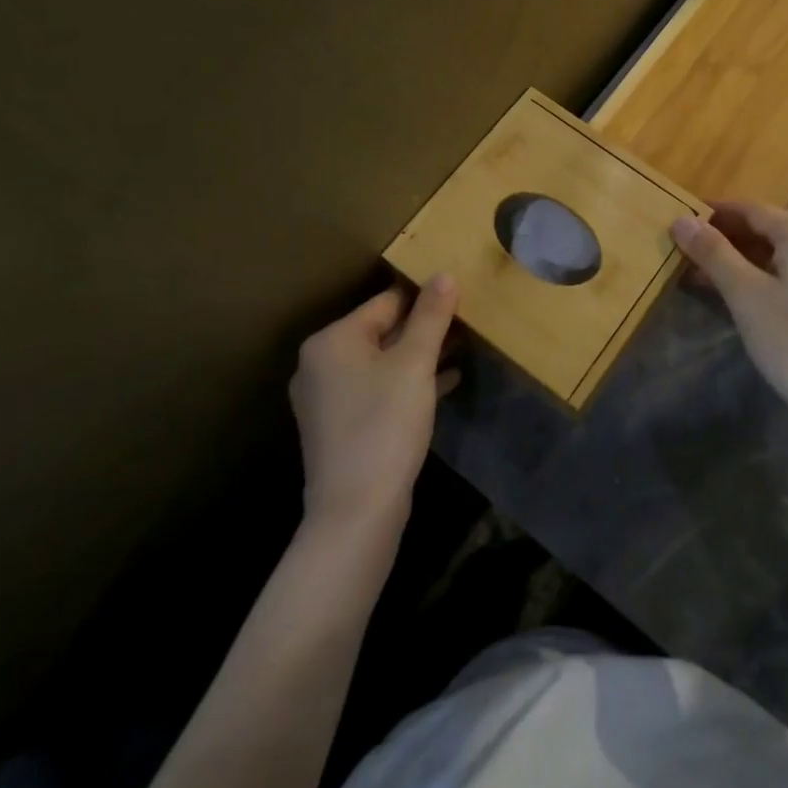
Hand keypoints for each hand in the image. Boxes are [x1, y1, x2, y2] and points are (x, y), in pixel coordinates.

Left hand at [290, 275, 459, 534]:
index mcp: (332, 340)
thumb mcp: (415, 363)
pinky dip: (408, 383)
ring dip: (420, 356)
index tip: (461, 301)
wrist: (356, 513)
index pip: (387, 302)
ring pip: (382, 362)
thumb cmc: (384, 425)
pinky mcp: (339, 427)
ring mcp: (327, 398)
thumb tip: (445, 274)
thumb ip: (431, 315)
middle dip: (424, 329)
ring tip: (461, 350)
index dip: (426, 299)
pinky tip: (445, 384)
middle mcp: (321, 363)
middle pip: (383, 331)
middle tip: (465, 326)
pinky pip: (378, 389)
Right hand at [671, 201, 787, 423]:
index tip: (681, 215)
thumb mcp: (745, 292)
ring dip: (733, 258)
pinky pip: (780, 274)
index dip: (715, 211)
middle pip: (763, 229)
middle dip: (722, 235)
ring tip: (693, 266)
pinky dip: (751, 276)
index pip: (753, 210)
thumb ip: (713, 252)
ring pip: (770, 253)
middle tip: (682, 243)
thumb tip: (681, 218)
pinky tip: (722, 289)